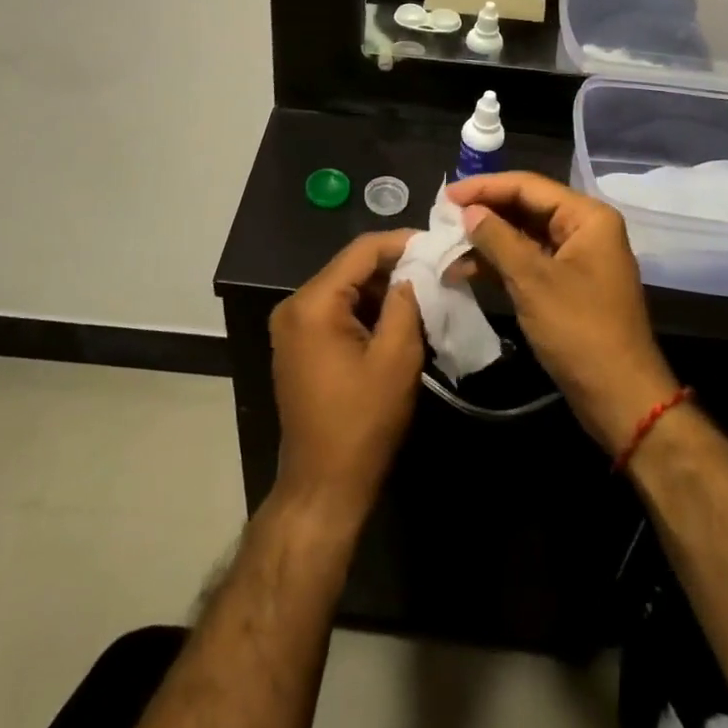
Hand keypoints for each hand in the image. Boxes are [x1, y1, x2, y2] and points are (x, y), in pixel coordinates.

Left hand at [269, 230, 425, 524]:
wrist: (323, 485)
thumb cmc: (363, 421)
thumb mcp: (396, 357)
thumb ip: (405, 302)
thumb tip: (412, 272)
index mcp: (313, 303)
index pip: (361, 251)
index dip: (401, 242)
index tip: (436, 243)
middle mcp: (294, 306)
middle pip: (350, 268)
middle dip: (394, 267)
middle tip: (435, 270)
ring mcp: (291, 326)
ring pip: (345, 289)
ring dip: (381, 290)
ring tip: (423, 293)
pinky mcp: (297, 345)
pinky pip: (335, 311)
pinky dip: (365, 311)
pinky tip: (396, 319)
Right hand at [447, 172, 676, 456]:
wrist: (619, 398)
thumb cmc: (579, 331)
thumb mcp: (533, 281)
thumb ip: (497, 238)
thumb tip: (468, 211)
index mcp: (587, 217)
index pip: (528, 186)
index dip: (485, 187)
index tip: (446, 196)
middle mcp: (584, 229)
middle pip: (527, 207)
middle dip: (485, 213)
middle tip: (442, 217)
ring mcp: (576, 258)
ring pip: (524, 235)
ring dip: (488, 240)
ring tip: (447, 244)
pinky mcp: (567, 284)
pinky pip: (529, 260)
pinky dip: (500, 263)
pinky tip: (466, 269)